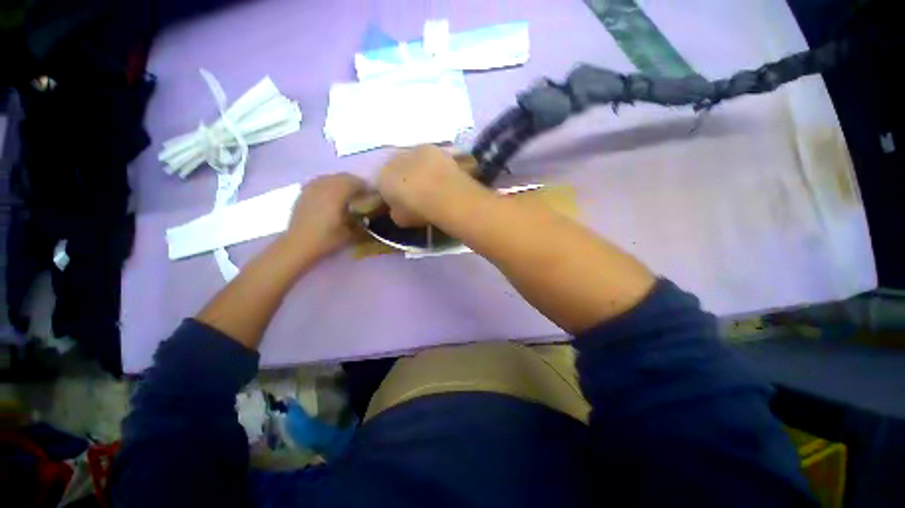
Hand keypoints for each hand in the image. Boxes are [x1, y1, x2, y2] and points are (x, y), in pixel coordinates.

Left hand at [284, 173, 365, 258]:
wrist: (299, 245)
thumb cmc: (327, 239)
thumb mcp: (351, 233)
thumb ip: (362, 221)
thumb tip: (368, 215)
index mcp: (337, 193)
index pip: (356, 182)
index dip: (366, 186)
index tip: (373, 193)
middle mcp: (324, 186)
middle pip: (343, 177)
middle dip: (354, 182)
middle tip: (362, 193)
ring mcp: (311, 188)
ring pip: (330, 178)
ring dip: (341, 182)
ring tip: (347, 193)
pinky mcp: (303, 193)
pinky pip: (319, 182)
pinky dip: (328, 185)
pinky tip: (330, 195)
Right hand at [377, 145, 473, 226]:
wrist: (446, 198)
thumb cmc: (420, 212)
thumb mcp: (401, 220)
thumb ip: (395, 210)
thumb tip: (397, 207)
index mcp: (383, 178)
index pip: (383, 182)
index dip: (393, 191)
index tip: (402, 200)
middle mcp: (394, 160)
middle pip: (397, 167)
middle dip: (404, 176)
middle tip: (417, 190)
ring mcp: (414, 151)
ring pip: (413, 159)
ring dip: (419, 167)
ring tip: (432, 182)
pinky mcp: (433, 148)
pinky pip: (430, 156)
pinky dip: (434, 163)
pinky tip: (443, 175)